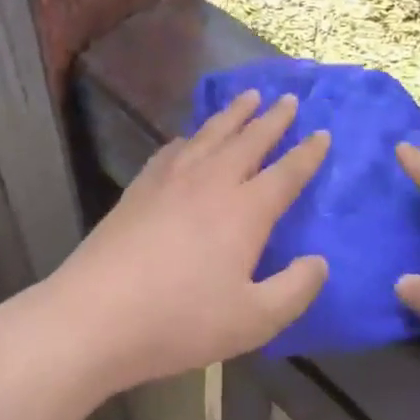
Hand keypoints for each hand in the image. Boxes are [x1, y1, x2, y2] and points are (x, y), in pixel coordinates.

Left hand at [24, 90, 329, 398]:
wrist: (96, 314)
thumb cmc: (181, 321)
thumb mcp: (254, 320)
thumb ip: (295, 290)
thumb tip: (319, 262)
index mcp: (244, 211)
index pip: (286, 173)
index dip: (308, 154)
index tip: (323, 133)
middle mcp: (210, 183)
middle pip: (248, 140)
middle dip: (272, 119)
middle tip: (288, 99)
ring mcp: (169, 181)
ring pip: (209, 135)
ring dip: (233, 115)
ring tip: (248, 98)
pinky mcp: (139, 188)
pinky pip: (172, 149)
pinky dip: (189, 137)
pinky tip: (188, 137)